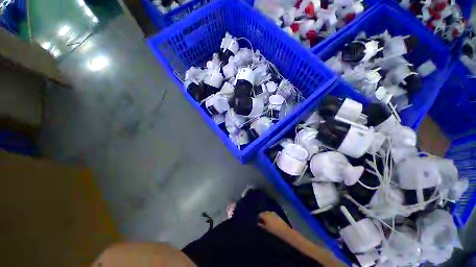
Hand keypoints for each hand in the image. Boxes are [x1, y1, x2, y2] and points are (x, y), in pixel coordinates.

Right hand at [257, 211, 291, 237]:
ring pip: (268, 214)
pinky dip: (270, 218)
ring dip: (267, 217)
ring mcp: (274, 213)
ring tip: (267, 223)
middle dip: (262, 217)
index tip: (258, 223)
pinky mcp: (277, 215)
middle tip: (262, 223)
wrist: (284, 232)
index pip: (259, 215)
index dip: (258, 219)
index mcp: (265, 215)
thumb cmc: (273, 231)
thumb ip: (260, 225)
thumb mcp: (265, 229)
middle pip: (263, 213)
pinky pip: (272, 215)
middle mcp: (268, 212)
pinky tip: (271, 223)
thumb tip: (257, 223)